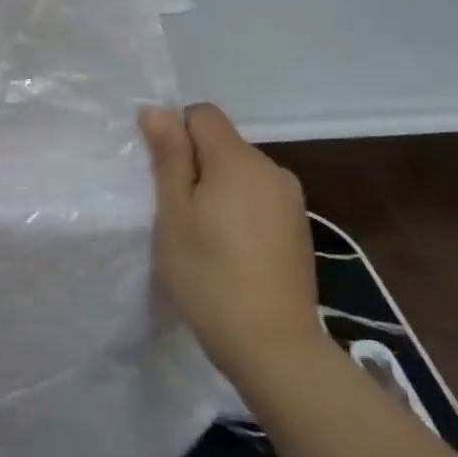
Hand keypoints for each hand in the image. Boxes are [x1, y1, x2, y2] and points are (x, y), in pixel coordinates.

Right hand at [142, 103, 324, 390]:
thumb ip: (168, 157)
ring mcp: (291, 200)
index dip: (176, 134)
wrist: (274, 347)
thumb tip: (158, 110)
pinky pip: (259, 199)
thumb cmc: (210, 275)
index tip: (164, 177)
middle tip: (178, 213)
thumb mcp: (175, 214)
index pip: (202, 114)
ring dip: (219, 189)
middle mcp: (272, 169)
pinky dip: (240, 211)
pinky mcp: (299, 228)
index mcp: (239, 160)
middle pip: (222, 144)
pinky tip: (232, 252)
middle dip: (196, 165)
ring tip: (204, 237)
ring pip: (240, 173)